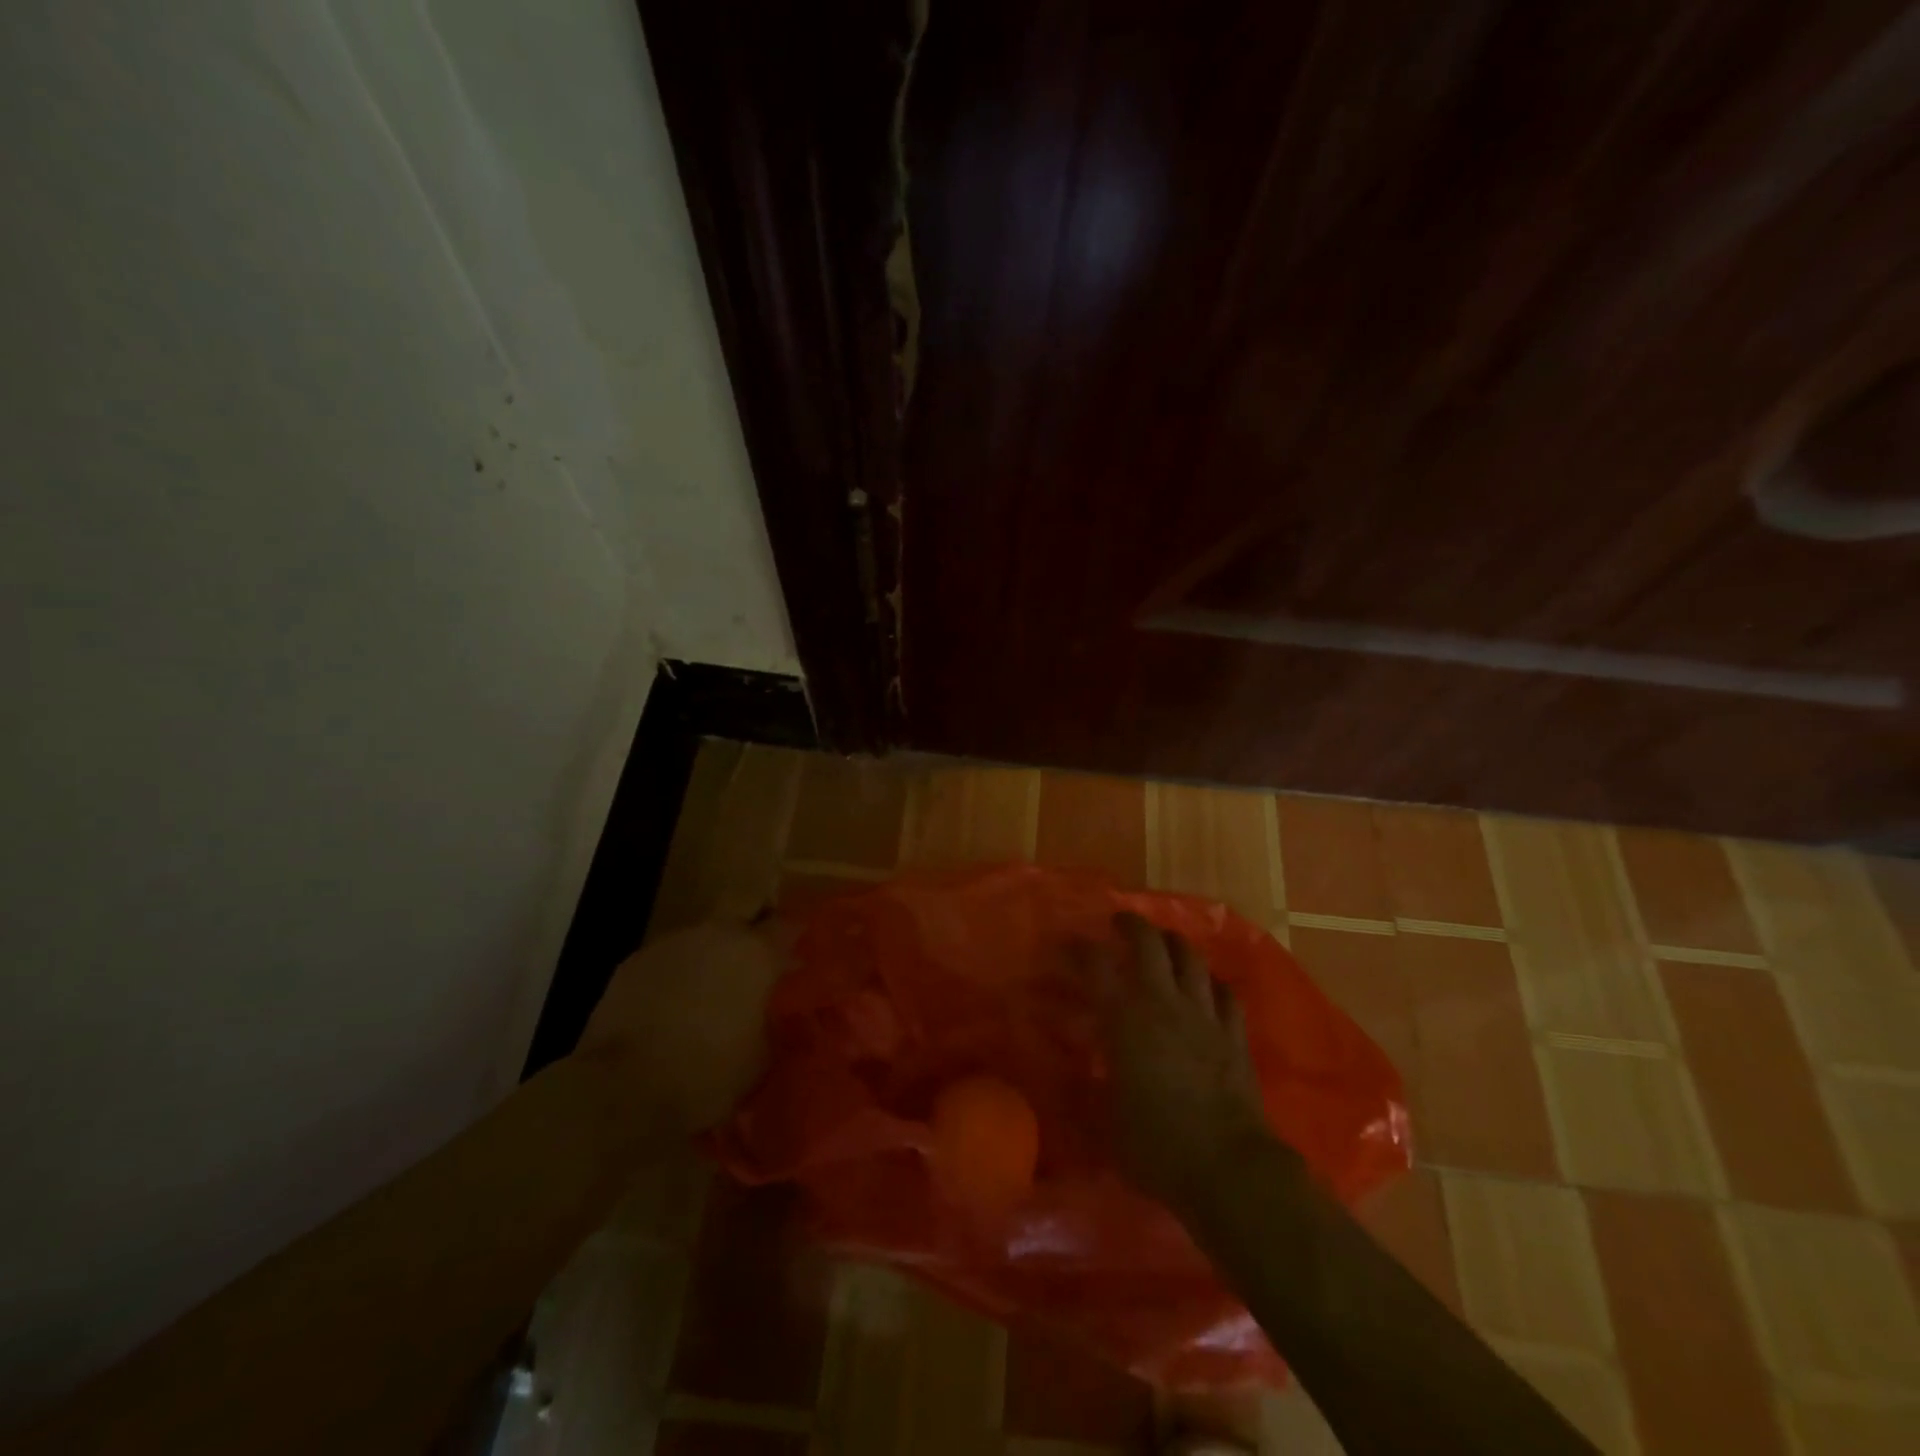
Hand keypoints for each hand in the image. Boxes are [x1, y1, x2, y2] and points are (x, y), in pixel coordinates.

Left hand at [577, 919, 785, 1135]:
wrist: (621, 1088)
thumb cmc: (706, 1074)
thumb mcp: (760, 1059)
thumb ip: (771, 1024)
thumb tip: (772, 1015)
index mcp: (755, 952)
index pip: (788, 927)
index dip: (793, 942)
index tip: (796, 961)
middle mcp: (716, 935)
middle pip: (741, 926)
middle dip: (747, 947)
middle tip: (750, 980)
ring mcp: (671, 944)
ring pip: (701, 942)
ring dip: (708, 962)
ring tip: (705, 999)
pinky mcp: (633, 962)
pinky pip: (667, 962)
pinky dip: (673, 978)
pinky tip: (668, 1011)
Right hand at [1087, 913, 1282, 1217]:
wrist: (1228, 1168)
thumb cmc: (1156, 1145)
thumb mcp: (1105, 1119)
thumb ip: (1089, 1086)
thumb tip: (1076, 1071)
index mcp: (1125, 1019)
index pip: (1096, 965)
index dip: (1078, 949)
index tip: (1066, 944)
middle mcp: (1164, 1003)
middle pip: (1149, 944)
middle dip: (1131, 925)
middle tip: (1119, 923)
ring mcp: (1204, 1015)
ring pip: (1191, 958)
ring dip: (1174, 942)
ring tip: (1163, 942)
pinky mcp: (1234, 1034)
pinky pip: (1225, 993)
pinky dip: (1210, 982)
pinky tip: (1206, 985)